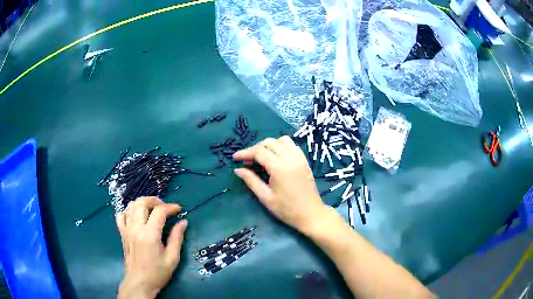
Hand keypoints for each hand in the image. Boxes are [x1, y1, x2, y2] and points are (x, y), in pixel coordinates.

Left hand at [116, 197, 187, 298]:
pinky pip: (122, 215)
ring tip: (152, 210)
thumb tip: (183, 222)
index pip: (159, 211)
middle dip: (155, 200)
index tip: (178, 210)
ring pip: (131, 206)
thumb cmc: (158, 272)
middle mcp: (136, 228)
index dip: (170, 207)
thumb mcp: (172, 258)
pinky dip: (129, 212)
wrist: (140, 282)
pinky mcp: (122, 233)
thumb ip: (177, 238)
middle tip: (165, 207)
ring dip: (143, 204)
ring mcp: (127, 229)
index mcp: (149, 235)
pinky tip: (137, 217)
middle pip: (142, 202)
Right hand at [233, 136, 327, 232]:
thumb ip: (251, 181)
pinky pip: (291, 145)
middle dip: (255, 148)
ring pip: (281, 140)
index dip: (245, 153)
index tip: (235, 157)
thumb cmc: (287, 209)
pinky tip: (276, 157)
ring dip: (269, 145)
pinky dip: (281, 146)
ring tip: (261, 157)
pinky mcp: (304, 160)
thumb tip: (238, 170)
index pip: (258, 152)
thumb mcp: (266, 197)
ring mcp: (299, 157)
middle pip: (269, 143)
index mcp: (279, 167)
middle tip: (247, 161)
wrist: (311, 214)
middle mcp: (290, 157)